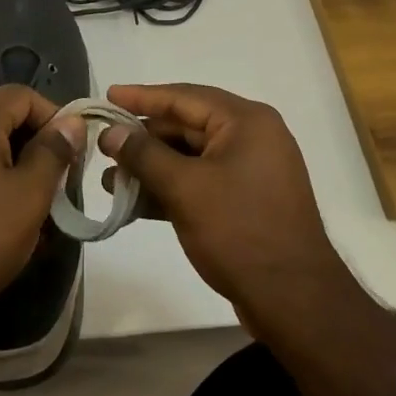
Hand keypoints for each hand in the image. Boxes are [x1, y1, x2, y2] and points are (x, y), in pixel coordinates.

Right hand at [101, 83, 354, 332]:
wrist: (294, 300)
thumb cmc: (239, 231)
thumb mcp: (184, 189)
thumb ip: (144, 155)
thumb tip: (109, 132)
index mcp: (246, 121)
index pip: (184, 97)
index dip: (141, 96)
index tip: (107, 95)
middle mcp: (252, 136)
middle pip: (186, 125)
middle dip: (143, 139)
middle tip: (102, 146)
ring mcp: (251, 170)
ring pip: (191, 157)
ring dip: (152, 168)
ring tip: (109, 181)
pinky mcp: (246, 200)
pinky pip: (201, 181)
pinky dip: (170, 188)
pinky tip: (135, 203)